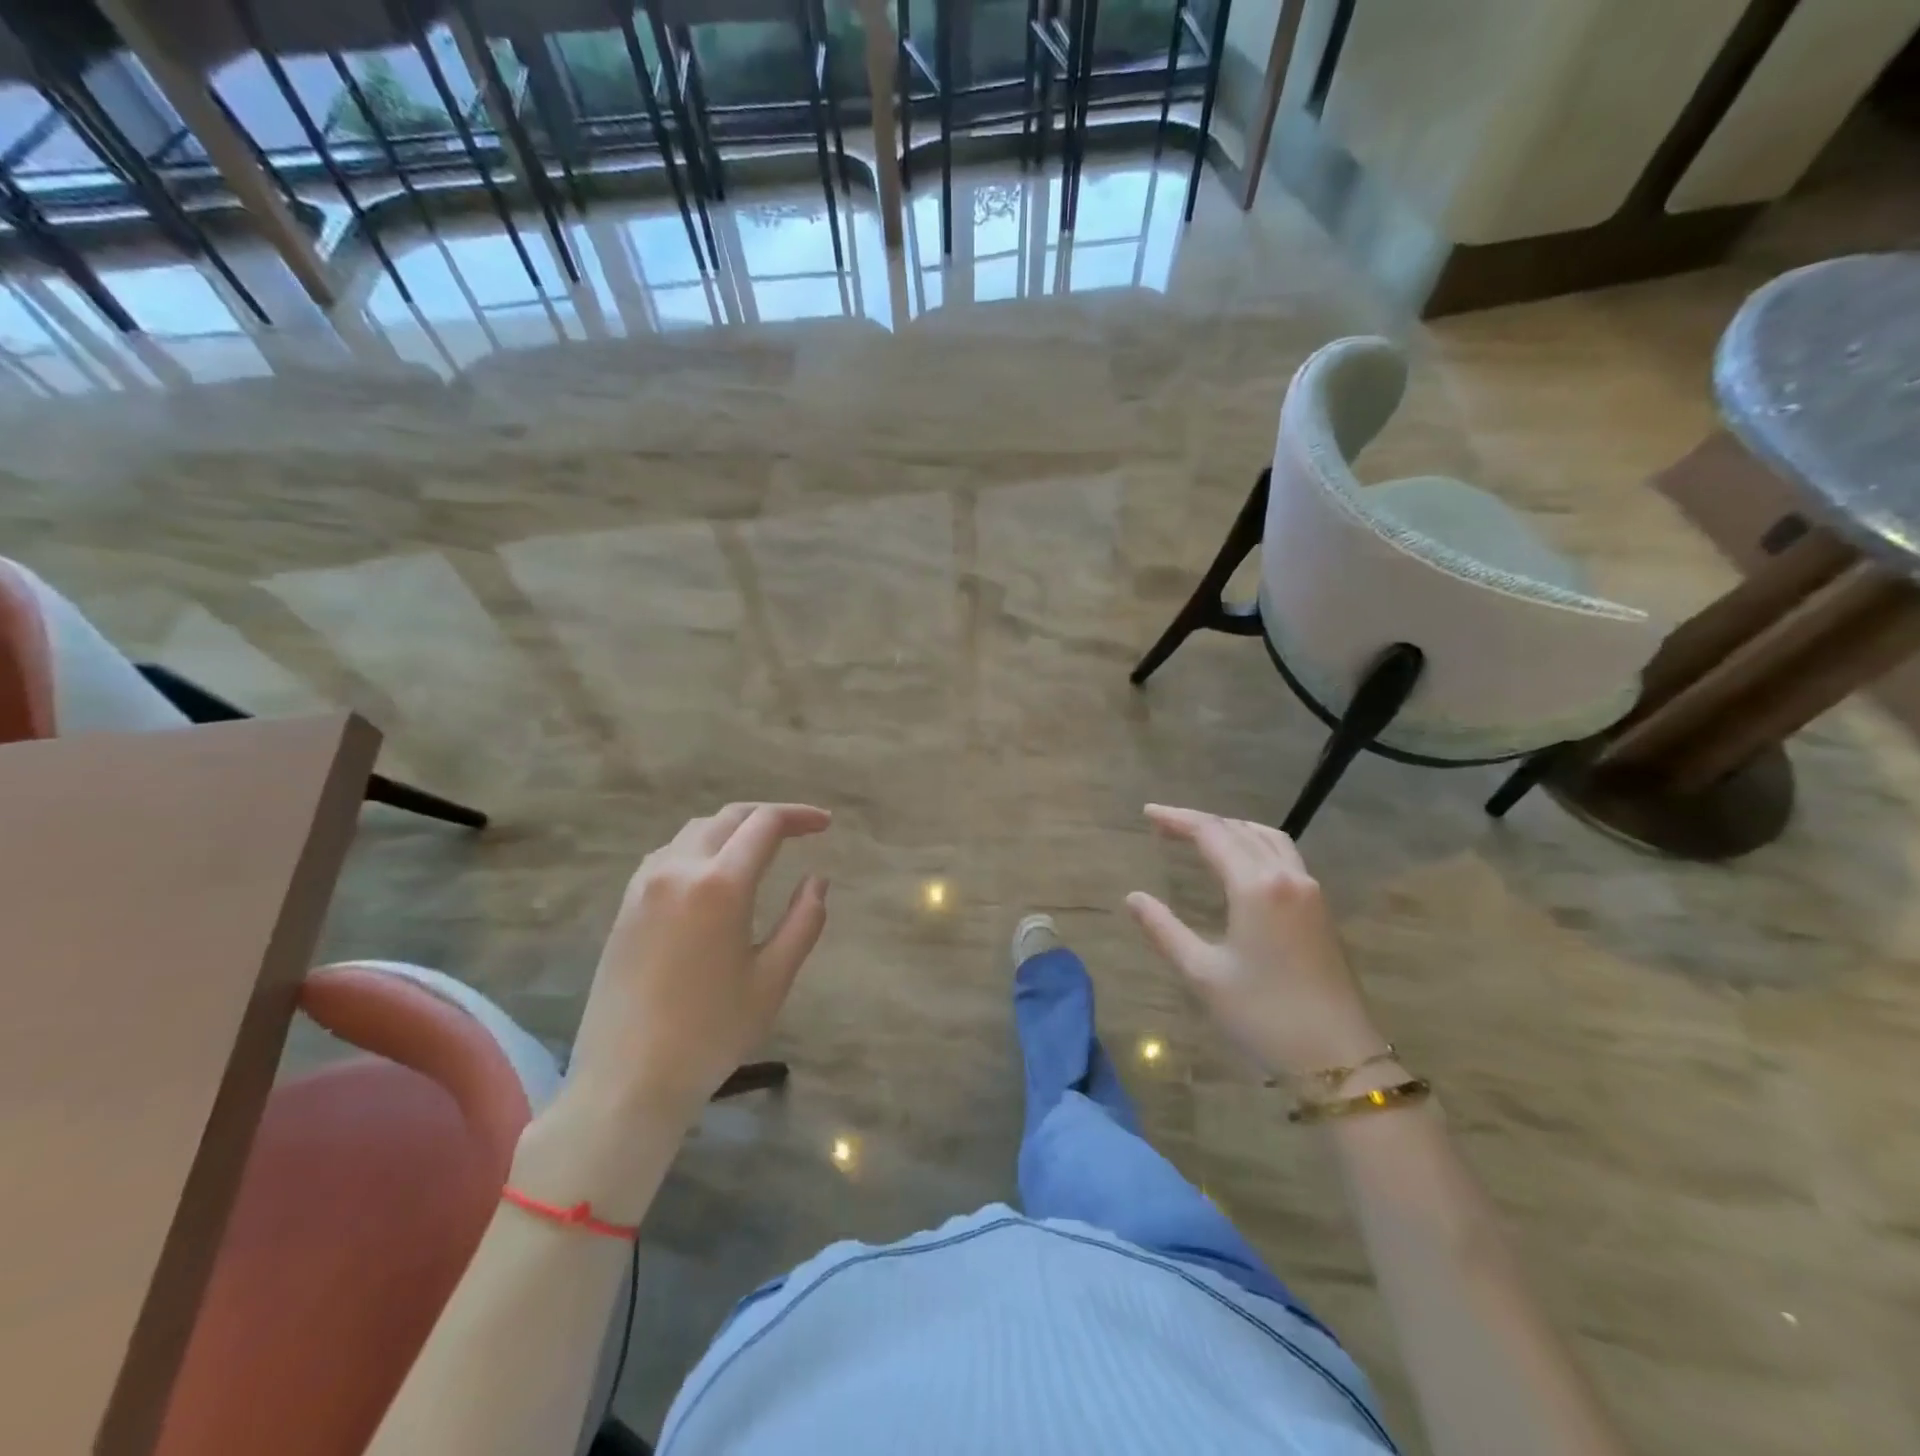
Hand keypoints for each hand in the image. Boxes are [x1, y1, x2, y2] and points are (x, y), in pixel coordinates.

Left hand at [566, 803, 831, 1128]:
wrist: (625, 1082)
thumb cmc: (710, 1034)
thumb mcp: (772, 980)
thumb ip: (803, 921)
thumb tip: (817, 880)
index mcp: (720, 885)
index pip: (765, 824)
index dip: (800, 816)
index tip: (826, 824)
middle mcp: (678, 870)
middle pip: (729, 818)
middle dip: (769, 816)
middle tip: (802, 830)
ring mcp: (644, 885)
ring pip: (695, 831)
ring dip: (733, 829)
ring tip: (761, 848)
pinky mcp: (626, 905)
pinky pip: (668, 854)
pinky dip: (701, 847)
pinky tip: (714, 873)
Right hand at [1127, 804, 1383, 1080]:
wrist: (1340, 1059)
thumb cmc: (1264, 1015)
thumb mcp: (1203, 974)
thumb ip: (1164, 930)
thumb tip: (1133, 898)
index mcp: (1256, 886)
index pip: (1212, 834)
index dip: (1177, 819)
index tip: (1148, 813)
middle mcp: (1287, 876)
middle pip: (1240, 830)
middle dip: (1201, 822)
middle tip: (1165, 824)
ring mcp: (1310, 891)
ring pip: (1268, 838)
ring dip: (1232, 829)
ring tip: (1202, 835)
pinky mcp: (1321, 909)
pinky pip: (1284, 856)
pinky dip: (1255, 845)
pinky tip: (1242, 864)